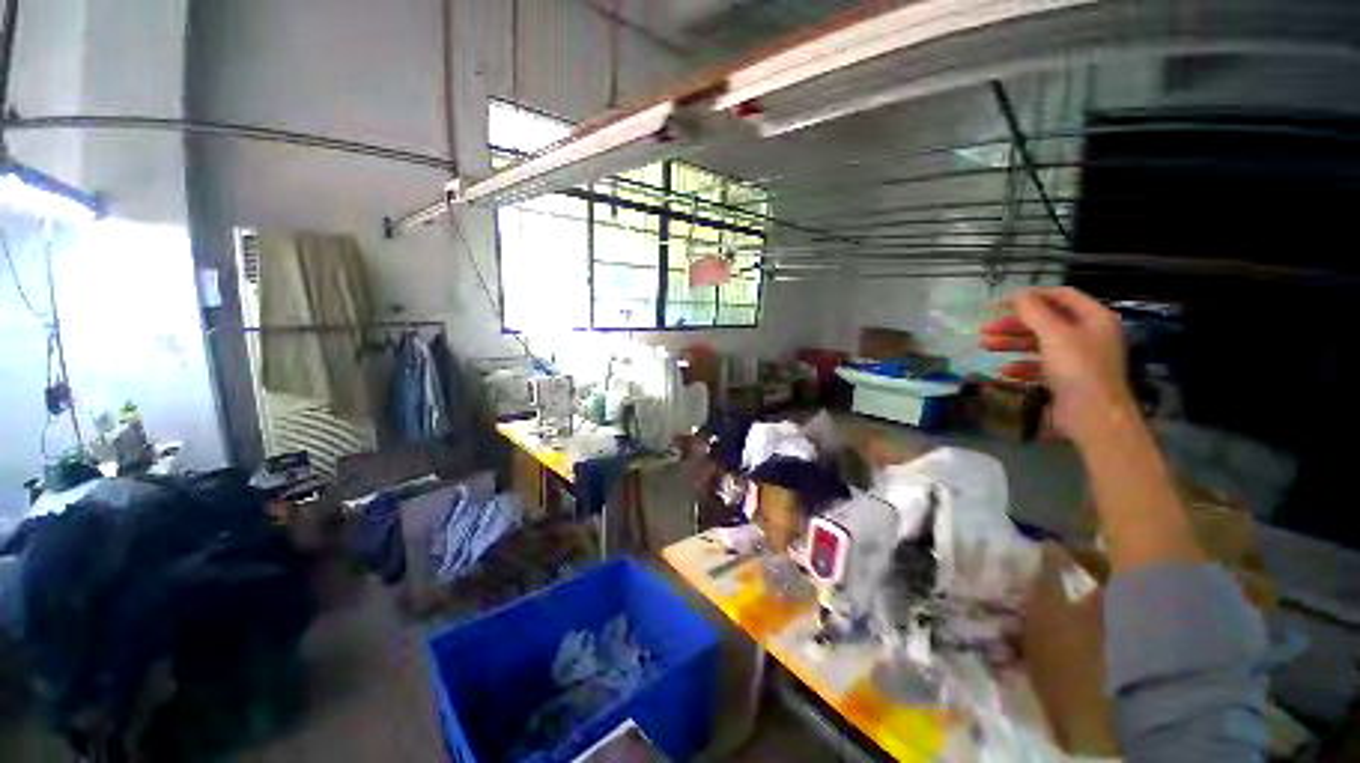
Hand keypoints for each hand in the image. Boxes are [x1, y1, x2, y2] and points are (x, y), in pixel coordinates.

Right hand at [979, 287, 1137, 444]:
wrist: (1094, 416)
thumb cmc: (1077, 369)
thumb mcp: (1054, 335)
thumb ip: (1034, 312)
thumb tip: (1015, 294)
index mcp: (1093, 318)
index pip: (1061, 295)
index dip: (1031, 296)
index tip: (1001, 302)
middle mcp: (1087, 335)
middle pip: (1046, 321)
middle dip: (1014, 324)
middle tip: (985, 328)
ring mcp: (1077, 358)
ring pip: (1039, 343)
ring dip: (1011, 343)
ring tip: (984, 346)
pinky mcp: (1066, 378)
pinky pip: (1040, 365)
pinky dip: (1021, 365)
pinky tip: (1004, 370)